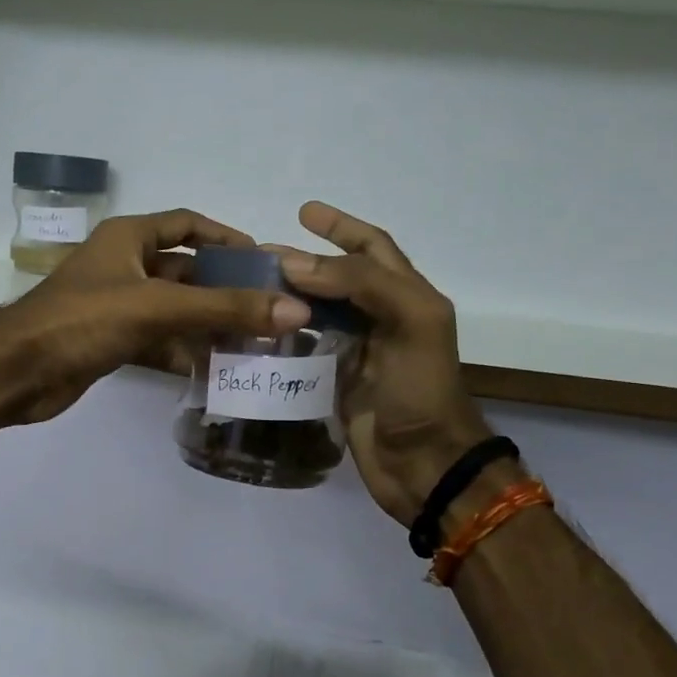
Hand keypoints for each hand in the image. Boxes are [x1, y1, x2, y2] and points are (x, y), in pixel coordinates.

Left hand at [0, 209, 311, 426]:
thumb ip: (225, 308)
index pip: (187, 224)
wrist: (17, 372)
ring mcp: (117, 305)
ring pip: (175, 309)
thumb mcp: (158, 307)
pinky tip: (216, 370)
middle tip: (270, 310)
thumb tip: (295, 310)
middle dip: (225, 289)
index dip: (226, 236)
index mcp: (129, 237)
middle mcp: (124, 265)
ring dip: (209, 324)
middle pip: (187, 271)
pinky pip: (159, 340)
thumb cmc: (83, 320)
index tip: (263, 259)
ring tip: (255, 343)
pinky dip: (184, 353)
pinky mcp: (111, 340)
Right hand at [274, 203, 494, 525]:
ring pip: (318, 312)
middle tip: (259, 255)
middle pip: (338, 278)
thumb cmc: (422, 389)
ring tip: (251, 288)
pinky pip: (306, 349)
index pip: (372, 249)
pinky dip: (285, 337)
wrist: (425, 464)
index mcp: (407, 297)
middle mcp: (382, 318)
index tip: (304, 212)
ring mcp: (358, 351)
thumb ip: (360, 284)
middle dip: (304, 262)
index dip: (342, 227)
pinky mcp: (337, 382)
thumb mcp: (411, 322)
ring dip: (290, 297)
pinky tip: (258, 331)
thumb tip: (295, 263)